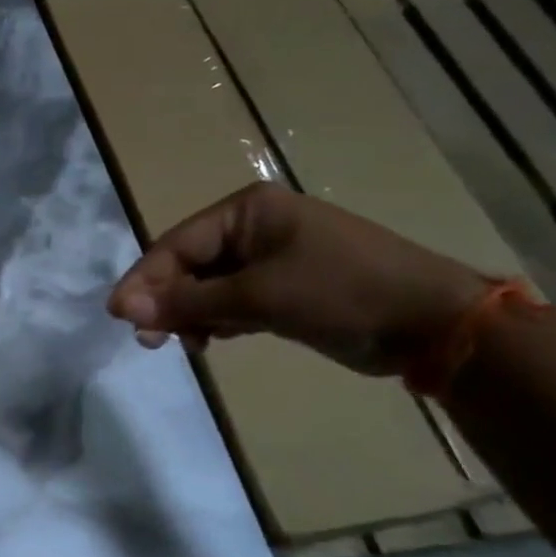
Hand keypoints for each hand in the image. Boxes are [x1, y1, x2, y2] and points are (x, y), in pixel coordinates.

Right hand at [107, 182, 487, 375]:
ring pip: (208, 285)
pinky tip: (212, 340)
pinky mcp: (285, 288)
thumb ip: (187, 301)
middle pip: (188, 264)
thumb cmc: (342, 292)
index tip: (118, 315)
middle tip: (149, 340)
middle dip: (167, 301)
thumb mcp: (257, 296)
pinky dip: (217, 320)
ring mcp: (271, 258)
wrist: (437, 325)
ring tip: (186, 345)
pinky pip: (232, 300)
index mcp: (247, 210)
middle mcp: (254, 227)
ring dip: (190, 314)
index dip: (145, 279)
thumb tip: (122, 308)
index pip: (177, 244)